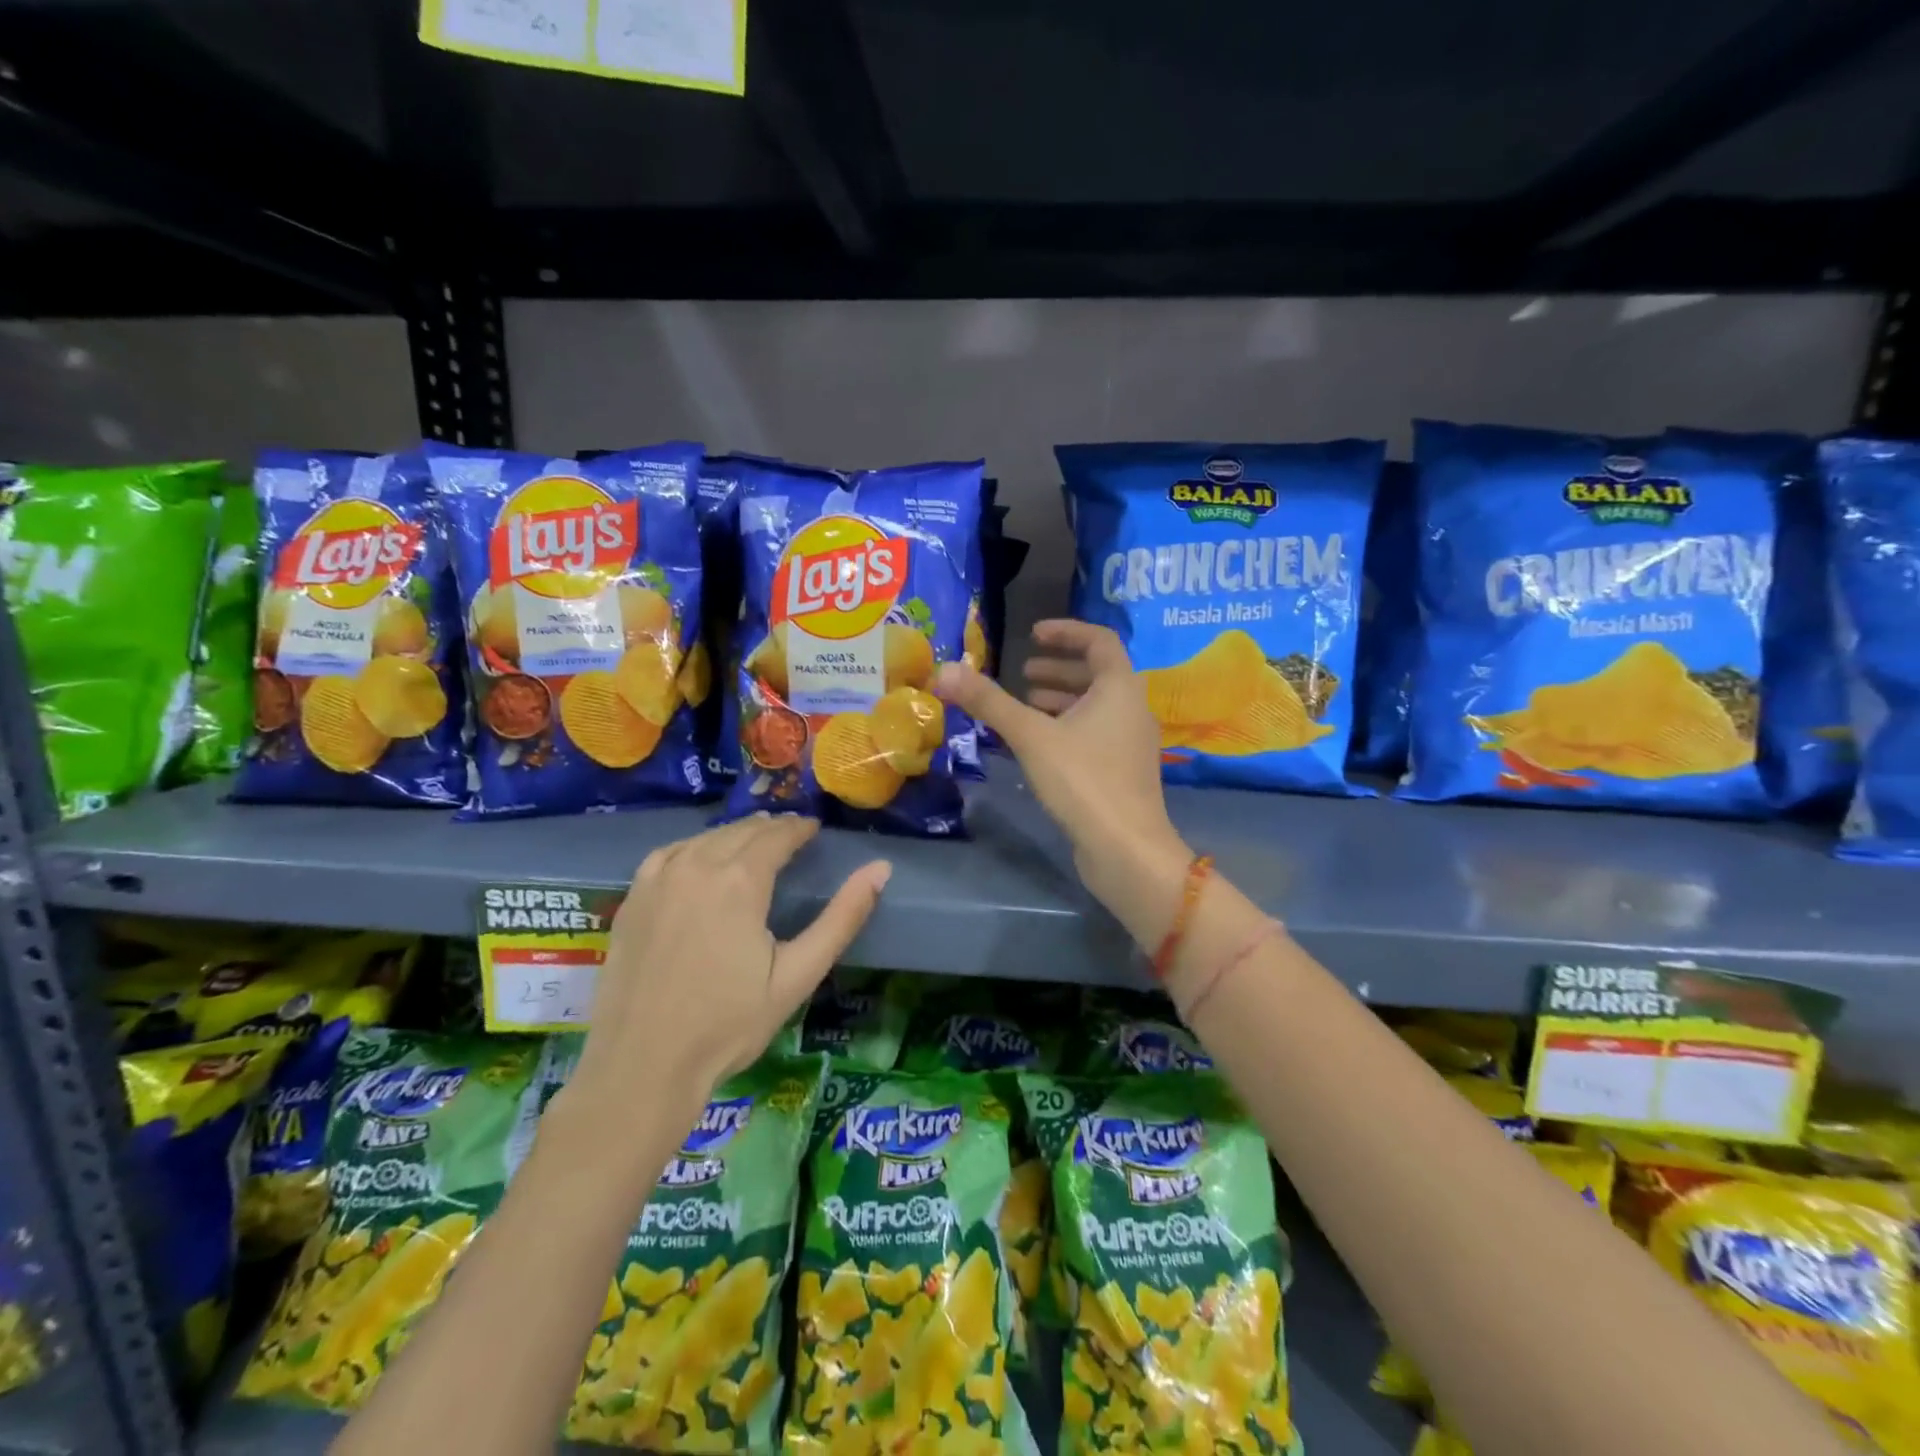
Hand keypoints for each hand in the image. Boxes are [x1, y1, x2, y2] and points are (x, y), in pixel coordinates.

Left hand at [564, 816, 890, 1115]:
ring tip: (754, 844)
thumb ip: (842, 918)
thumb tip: (880, 869)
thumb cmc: (728, 1025)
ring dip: (735, 835)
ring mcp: (658, 879)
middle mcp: (697, 865)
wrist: (642, 1066)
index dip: (800, 828)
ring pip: (706, 837)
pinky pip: (671, 853)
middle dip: (771, 829)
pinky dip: (695, 847)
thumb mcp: (797, 975)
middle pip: (742, 831)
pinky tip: (701, 860)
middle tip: (792, 837)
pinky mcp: (633, 897)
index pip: (778, 835)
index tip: (815, 830)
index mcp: (740, 881)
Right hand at [935, 620, 1191, 945]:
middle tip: (1023, 673)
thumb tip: (944, 670)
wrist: (1126, 849)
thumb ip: (990, 702)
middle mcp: (1133, 708)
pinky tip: (1039, 744)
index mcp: (1121, 687)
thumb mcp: (1031, 736)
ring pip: (1097, 706)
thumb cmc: (1083, 780)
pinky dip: (1069, 726)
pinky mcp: (1124, 771)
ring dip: (1063, 699)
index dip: (1066, 631)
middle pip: (1098, 674)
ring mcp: (1132, 742)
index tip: (1033, 634)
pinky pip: (1096, 733)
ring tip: (1027, 702)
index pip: (1099, 640)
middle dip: (1059, 669)